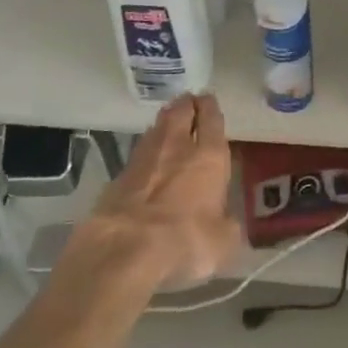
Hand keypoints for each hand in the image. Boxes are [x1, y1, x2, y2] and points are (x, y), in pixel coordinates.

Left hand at [78, 94, 241, 290]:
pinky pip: (141, 148)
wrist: (125, 247)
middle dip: (188, 104)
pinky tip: (150, 152)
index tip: (210, 100)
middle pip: (182, 111)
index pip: (212, 119)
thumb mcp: (223, 242)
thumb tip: (224, 221)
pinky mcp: (121, 172)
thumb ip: (227, 225)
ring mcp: (145, 155)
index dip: (211, 108)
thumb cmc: (185, 240)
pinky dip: (149, 145)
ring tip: (171, 120)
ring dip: (167, 120)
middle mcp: (177, 146)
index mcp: (208, 156)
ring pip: (159, 125)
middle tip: (191, 102)